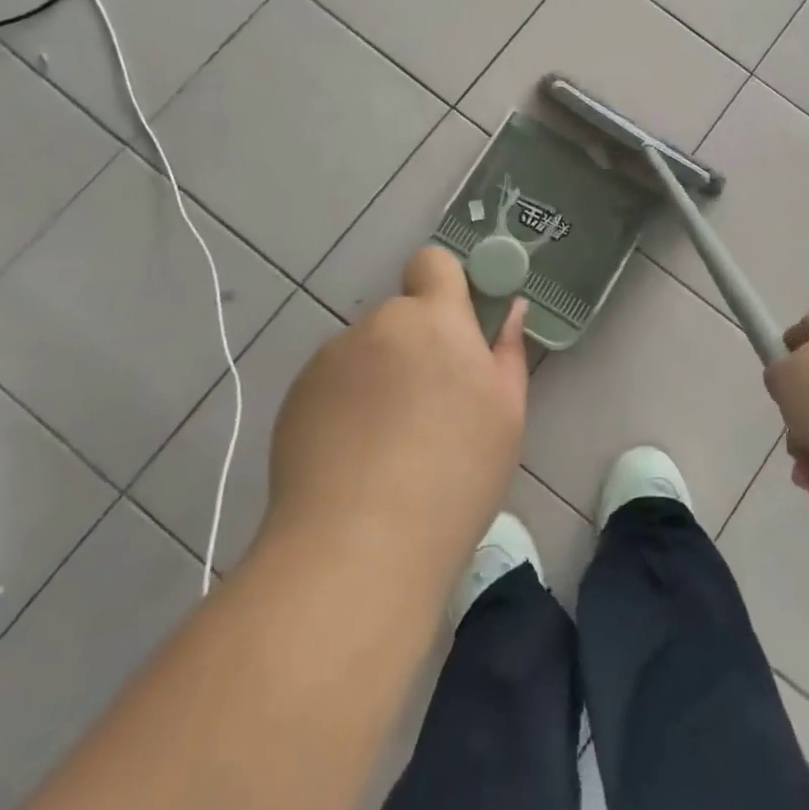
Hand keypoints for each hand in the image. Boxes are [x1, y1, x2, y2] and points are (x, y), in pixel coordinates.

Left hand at [264, 247, 528, 568]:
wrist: (358, 547)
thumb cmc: (454, 474)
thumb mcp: (506, 415)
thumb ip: (508, 351)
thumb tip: (512, 309)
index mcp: (434, 319)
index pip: (433, 262)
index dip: (445, 285)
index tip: (457, 327)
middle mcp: (378, 324)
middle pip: (401, 317)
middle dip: (415, 346)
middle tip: (429, 407)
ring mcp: (330, 359)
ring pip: (366, 353)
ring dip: (379, 377)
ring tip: (386, 445)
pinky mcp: (296, 397)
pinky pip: (333, 384)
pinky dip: (345, 406)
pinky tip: (352, 460)